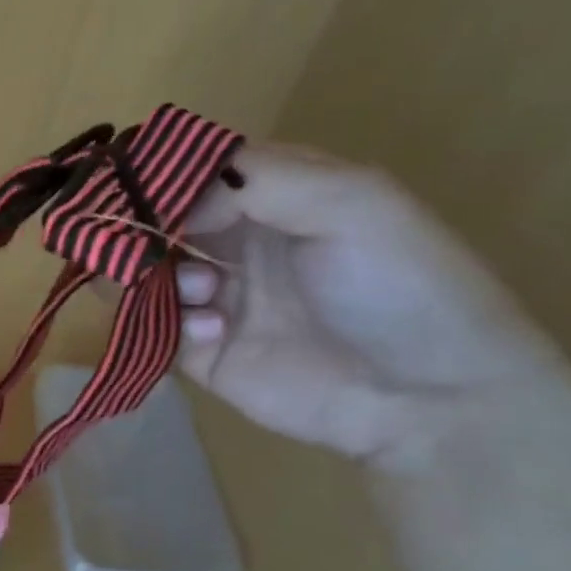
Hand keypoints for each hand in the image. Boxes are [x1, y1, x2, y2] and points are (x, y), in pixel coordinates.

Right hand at [172, 143, 561, 465]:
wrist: (430, 400)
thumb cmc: (398, 286)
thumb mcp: (351, 202)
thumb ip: (256, 179)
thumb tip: (170, 202)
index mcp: (274, 198)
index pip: (194, 170)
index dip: (161, 175)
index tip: (140, 186)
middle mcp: (237, 241)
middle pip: (158, 220)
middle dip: (142, 227)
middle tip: (140, 241)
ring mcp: (217, 297)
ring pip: (144, 272)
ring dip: (158, 275)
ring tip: (201, 293)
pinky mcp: (202, 351)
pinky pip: (153, 326)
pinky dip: (168, 322)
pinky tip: (214, 331)